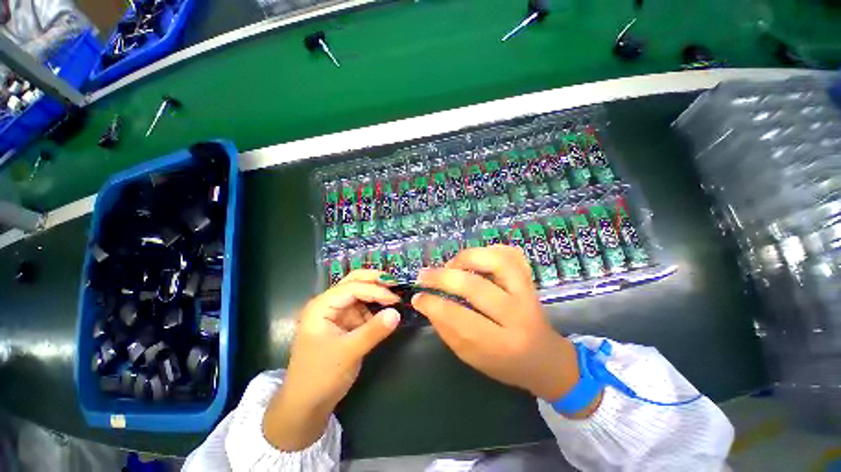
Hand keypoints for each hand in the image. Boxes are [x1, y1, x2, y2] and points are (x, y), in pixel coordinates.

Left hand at [263, 270, 400, 449]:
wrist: (306, 404)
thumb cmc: (320, 376)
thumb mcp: (348, 352)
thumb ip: (373, 331)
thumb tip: (397, 313)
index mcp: (322, 306)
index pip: (352, 288)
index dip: (375, 290)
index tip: (395, 300)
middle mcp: (329, 304)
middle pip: (354, 282)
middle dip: (375, 281)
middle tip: (396, 283)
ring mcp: (337, 313)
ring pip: (360, 293)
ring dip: (377, 293)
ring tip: (395, 297)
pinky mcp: (345, 324)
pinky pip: (363, 309)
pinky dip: (376, 308)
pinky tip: (387, 311)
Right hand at [412, 246, 599, 415]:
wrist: (545, 359)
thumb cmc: (505, 364)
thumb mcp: (472, 357)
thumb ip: (448, 330)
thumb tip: (426, 303)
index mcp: (500, 345)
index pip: (458, 318)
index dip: (432, 304)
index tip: (417, 297)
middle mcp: (517, 315)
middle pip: (474, 287)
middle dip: (442, 278)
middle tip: (424, 275)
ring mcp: (527, 293)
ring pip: (496, 262)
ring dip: (466, 258)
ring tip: (451, 265)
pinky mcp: (530, 280)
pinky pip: (511, 254)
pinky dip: (490, 250)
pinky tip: (476, 258)